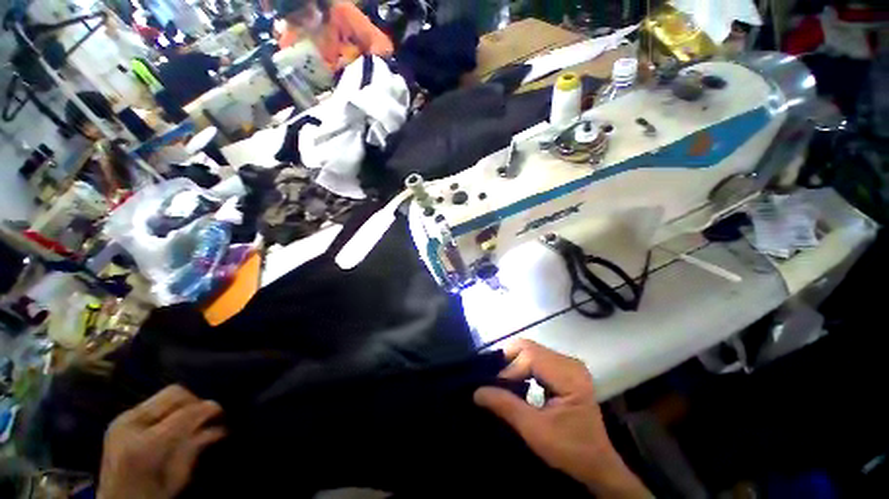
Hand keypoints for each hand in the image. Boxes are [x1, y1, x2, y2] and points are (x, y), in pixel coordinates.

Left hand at [98, 385, 226, 498]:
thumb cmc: (149, 496)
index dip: (208, 409)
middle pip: (174, 394)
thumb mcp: (176, 478)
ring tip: (192, 420)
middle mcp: (130, 425)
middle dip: (196, 402)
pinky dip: (171, 409)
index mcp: (144, 445)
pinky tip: (174, 423)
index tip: (221, 411)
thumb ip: (194, 449)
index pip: (185, 413)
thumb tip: (218, 429)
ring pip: (165, 395)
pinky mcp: (120, 419)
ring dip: (183, 405)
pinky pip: (154, 403)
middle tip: (207, 416)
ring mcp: (122, 420)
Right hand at [474, 340, 649, 498]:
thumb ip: (505, 406)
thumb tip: (477, 391)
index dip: (509, 369)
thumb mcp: (534, 430)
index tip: (495, 387)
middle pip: (529, 348)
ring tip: (502, 382)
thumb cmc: (570, 449)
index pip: (530, 356)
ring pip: (531, 351)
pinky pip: (536, 358)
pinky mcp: (564, 370)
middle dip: (509, 362)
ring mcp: (568, 365)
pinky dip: (522, 367)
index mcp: (569, 375)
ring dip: (514, 364)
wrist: (596, 464)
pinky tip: (516, 382)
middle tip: (495, 381)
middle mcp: (570, 363)